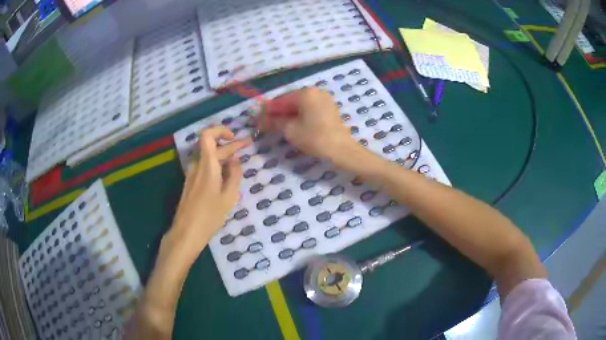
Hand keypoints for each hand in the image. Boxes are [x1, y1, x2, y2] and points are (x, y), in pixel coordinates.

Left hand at [169, 126, 250, 260]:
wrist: (186, 232)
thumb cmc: (209, 216)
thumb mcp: (228, 197)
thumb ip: (234, 176)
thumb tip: (236, 161)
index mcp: (207, 165)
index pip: (207, 135)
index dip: (220, 131)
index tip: (234, 137)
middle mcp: (197, 165)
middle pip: (212, 147)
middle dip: (230, 145)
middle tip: (247, 145)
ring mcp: (192, 174)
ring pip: (208, 158)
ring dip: (223, 156)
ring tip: (239, 161)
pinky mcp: (191, 183)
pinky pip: (205, 168)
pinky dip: (217, 166)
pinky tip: (227, 174)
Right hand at [261, 87, 357, 162]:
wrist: (342, 150)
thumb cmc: (315, 138)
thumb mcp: (290, 130)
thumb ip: (275, 121)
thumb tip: (263, 120)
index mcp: (305, 93)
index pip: (279, 100)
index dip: (267, 111)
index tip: (257, 121)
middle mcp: (315, 91)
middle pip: (289, 101)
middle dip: (277, 113)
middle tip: (266, 125)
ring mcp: (323, 99)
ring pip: (299, 105)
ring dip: (287, 115)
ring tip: (277, 127)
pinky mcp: (328, 108)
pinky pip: (309, 109)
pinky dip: (299, 116)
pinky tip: (292, 126)